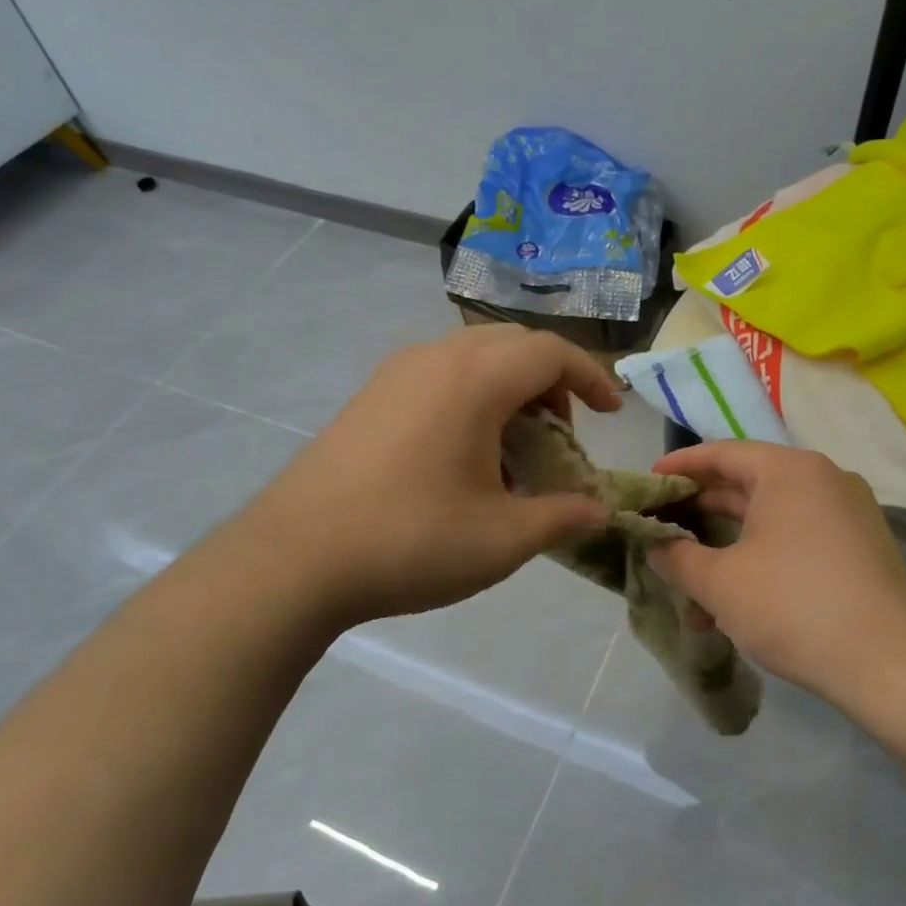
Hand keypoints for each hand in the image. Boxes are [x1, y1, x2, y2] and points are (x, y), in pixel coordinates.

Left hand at [249, 327, 619, 630]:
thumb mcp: (503, 538)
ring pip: (473, 358)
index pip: (551, 352)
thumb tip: (600, 511)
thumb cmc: (411, 540)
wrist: (293, 558)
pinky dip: (471, 399)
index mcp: (475, 378)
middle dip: (551, 383)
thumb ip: (562, 516)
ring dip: (510, 391)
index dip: (592, 377)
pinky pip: (439, 376)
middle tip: (562, 436)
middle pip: (513, 346)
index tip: (613, 413)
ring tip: (515, 450)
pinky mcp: (369, 397)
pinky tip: (465, 457)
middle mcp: (436, 358)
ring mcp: (395, 374)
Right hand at [646, 443, 905, 703]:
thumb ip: (676, 556)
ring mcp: (847, 515)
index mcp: (790, 471)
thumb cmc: (794, 606)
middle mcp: (823, 480)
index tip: (647, 484)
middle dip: (699, 513)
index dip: (679, 468)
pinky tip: (733, 606)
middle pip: (746, 484)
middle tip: (660, 529)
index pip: (722, 453)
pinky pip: (795, 540)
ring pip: (769, 520)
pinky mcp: (859, 549)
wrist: (892, 667)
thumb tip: (654, 544)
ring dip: (726, 548)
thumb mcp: (720, 582)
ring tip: (690, 584)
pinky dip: (760, 561)